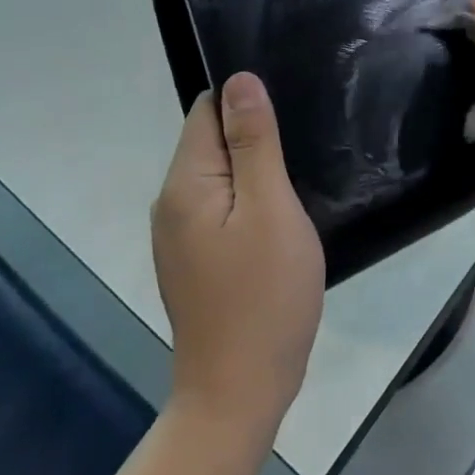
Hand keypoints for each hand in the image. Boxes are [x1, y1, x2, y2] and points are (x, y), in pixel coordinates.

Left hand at [151, 72, 324, 441]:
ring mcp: (180, 235)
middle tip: (303, 145)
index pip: (207, 110)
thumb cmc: (264, 295)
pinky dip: (250, 199)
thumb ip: (254, 142)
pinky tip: (281, 214)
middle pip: (211, 139)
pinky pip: (221, 205)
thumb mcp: (270, 207)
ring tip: (298, 176)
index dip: (247, 101)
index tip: (288, 112)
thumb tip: (239, 80)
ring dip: (255, 168)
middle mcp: (171, 203)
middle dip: (254, 135)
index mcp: (185, 183)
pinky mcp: (195, 258)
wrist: (240, 394)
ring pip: (220, 174)